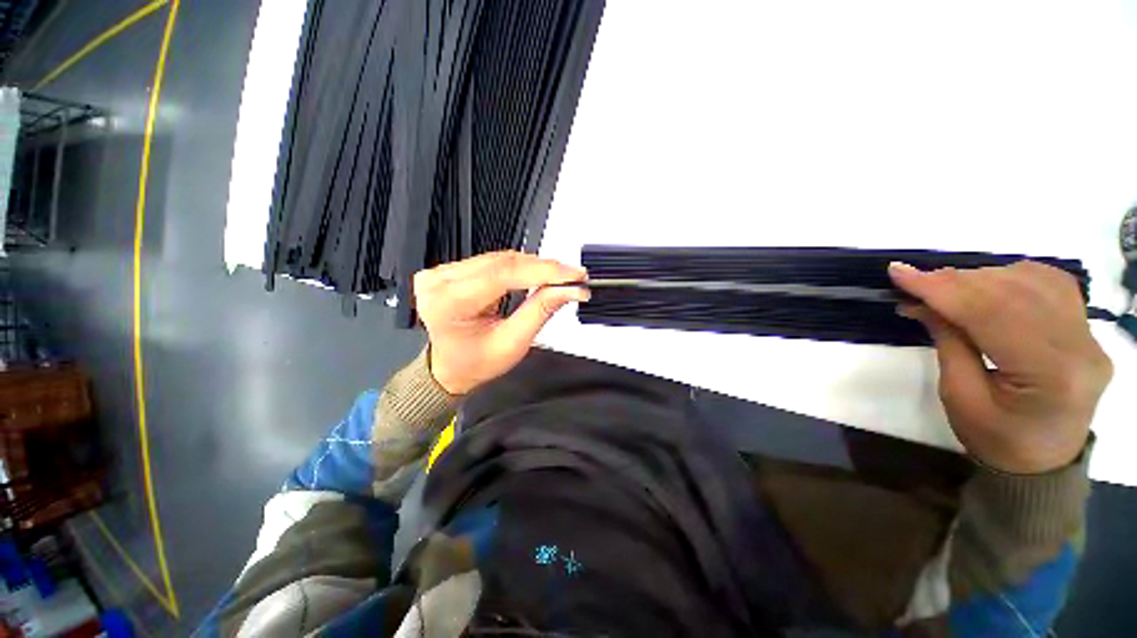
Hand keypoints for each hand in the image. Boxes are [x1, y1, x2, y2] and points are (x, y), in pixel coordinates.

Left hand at [414, 251, 588, 395]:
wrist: (449, 368)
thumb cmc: (473, 363)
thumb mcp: (512, 343)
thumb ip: (540, 311)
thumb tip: (568, 290)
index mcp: (448, 302)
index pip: (504, 273)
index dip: (544, 271)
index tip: (573, 275)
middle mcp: (439, 281)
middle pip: (503, 262)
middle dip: (543, 268)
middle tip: (572, 277)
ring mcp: (442, 272)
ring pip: (500, 258)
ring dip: (533, 266)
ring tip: (559, 277)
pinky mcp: (452, 270)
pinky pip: (492, 261)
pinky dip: (519, 267)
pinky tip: (537, 273)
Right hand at [889, 260, 1112, 473]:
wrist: (1042, 461)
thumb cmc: (995, 439)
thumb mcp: (959, 396)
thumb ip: (948, 342)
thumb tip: (922, 302)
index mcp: (1051, 375)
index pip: (994, 314)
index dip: (943, 289)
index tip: (899, 274)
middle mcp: (1081, 347)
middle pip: (1015, 293)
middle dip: (956, 281)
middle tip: (913, 281)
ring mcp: (1089, 335)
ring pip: (1034, 281)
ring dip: (981, 277)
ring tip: (945, 286)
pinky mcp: (1086, 329)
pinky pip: (1051, 284)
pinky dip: (1012, 276)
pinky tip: (987, 284)